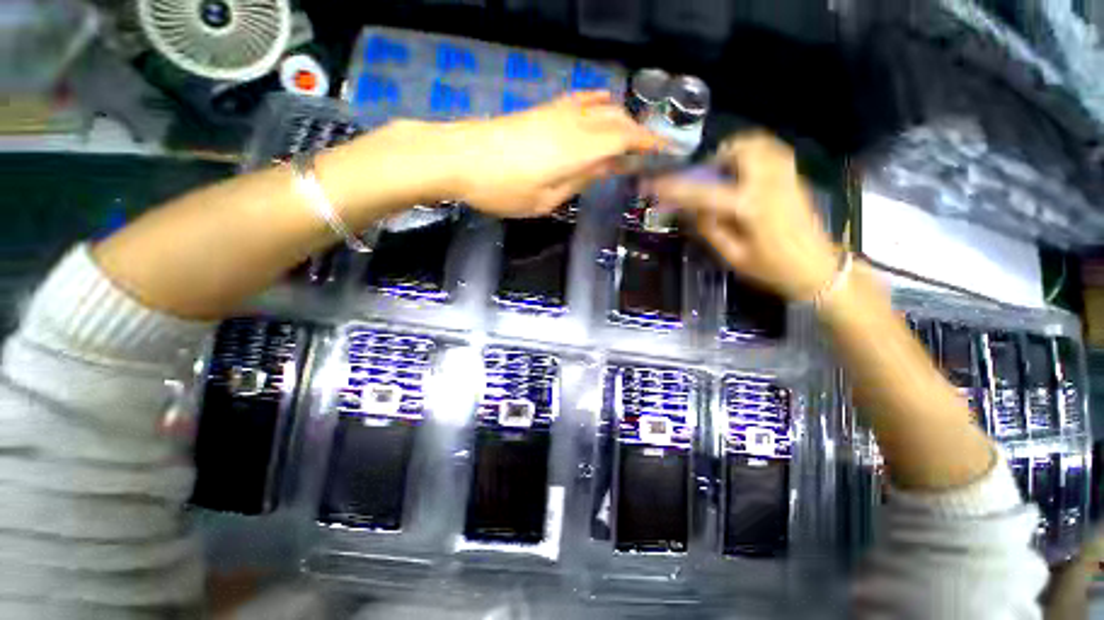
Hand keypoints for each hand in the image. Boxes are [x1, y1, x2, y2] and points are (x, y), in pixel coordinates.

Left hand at [440, 91, 661, 216]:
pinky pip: (579, 100)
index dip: (648, 143)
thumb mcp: (545, 199)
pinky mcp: (541, 110)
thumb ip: (579, 181)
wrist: (459, 158)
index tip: (665, 151)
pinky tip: (600, 108)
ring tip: (628, 135)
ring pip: (600, 106)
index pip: (624, 138)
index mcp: (578, 149)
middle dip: (637, 132)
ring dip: (619, 118)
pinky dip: (597, 104)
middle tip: (646, 151)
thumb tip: (605, 167)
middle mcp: (573, 123)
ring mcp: (555, 112)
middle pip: (616, 119)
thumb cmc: (502, 190)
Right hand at [651, 131, 837, 300]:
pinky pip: (771, 148)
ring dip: (732, 152)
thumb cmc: (772, 268)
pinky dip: (752, 150)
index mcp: (751, 207)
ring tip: (721, 173)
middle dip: (712, 161)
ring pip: (757, 143)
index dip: (674, 188)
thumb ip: (709, 228)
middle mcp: (770, 183)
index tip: (652, 184)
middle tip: (702, 180)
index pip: (704, 191)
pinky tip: (743, 168)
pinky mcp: (793, 176)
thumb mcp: (732, 256)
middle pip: (737, 151)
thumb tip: (690, 208)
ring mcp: (786, 175)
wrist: (817, 268)